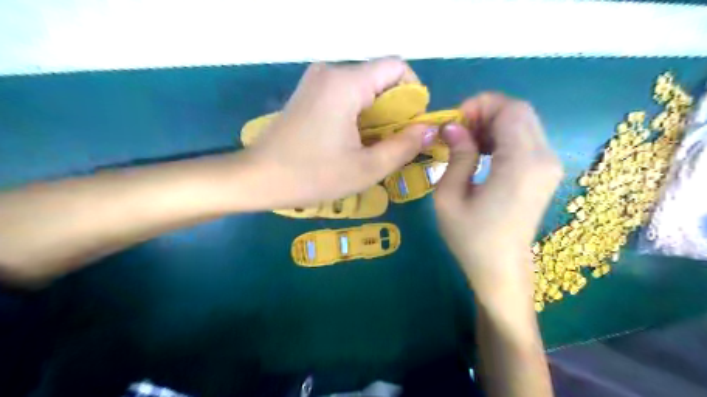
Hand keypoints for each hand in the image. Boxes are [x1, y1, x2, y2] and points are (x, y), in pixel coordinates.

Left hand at [246, 60, 440, 207]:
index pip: (397, 67)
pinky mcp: (308, 93)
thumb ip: (404, 146)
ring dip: (377, 115)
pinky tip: (352, 141)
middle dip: (395, 110)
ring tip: (372, 147)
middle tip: (393, 145)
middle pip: (380, 79)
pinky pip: (345, 95)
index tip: (412, 126)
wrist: (258, 178)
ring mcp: (316, 81)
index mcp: (346, 83)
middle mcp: (330, 72)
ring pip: (363, 89)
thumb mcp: (367, 168)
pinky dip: (358, 115)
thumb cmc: (313, 175)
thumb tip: (430, 129)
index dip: (414, 94)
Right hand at [433, 93, 561, 302]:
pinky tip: (484, 152)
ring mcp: (549, 166)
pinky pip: (526, 139)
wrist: (500, 269)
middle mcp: (544, 159)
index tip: (455, 122)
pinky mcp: (546, 172)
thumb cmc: (470, 238)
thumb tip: (453, 127)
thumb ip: (456, 155)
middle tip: (458, 132)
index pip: (511, 110)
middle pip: (520, 111)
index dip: (481, 106)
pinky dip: (504, 136)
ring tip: (467, 143)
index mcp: (520, 165)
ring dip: (493, 124)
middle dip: (486, 112)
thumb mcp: (449, 197)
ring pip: (524, 123)